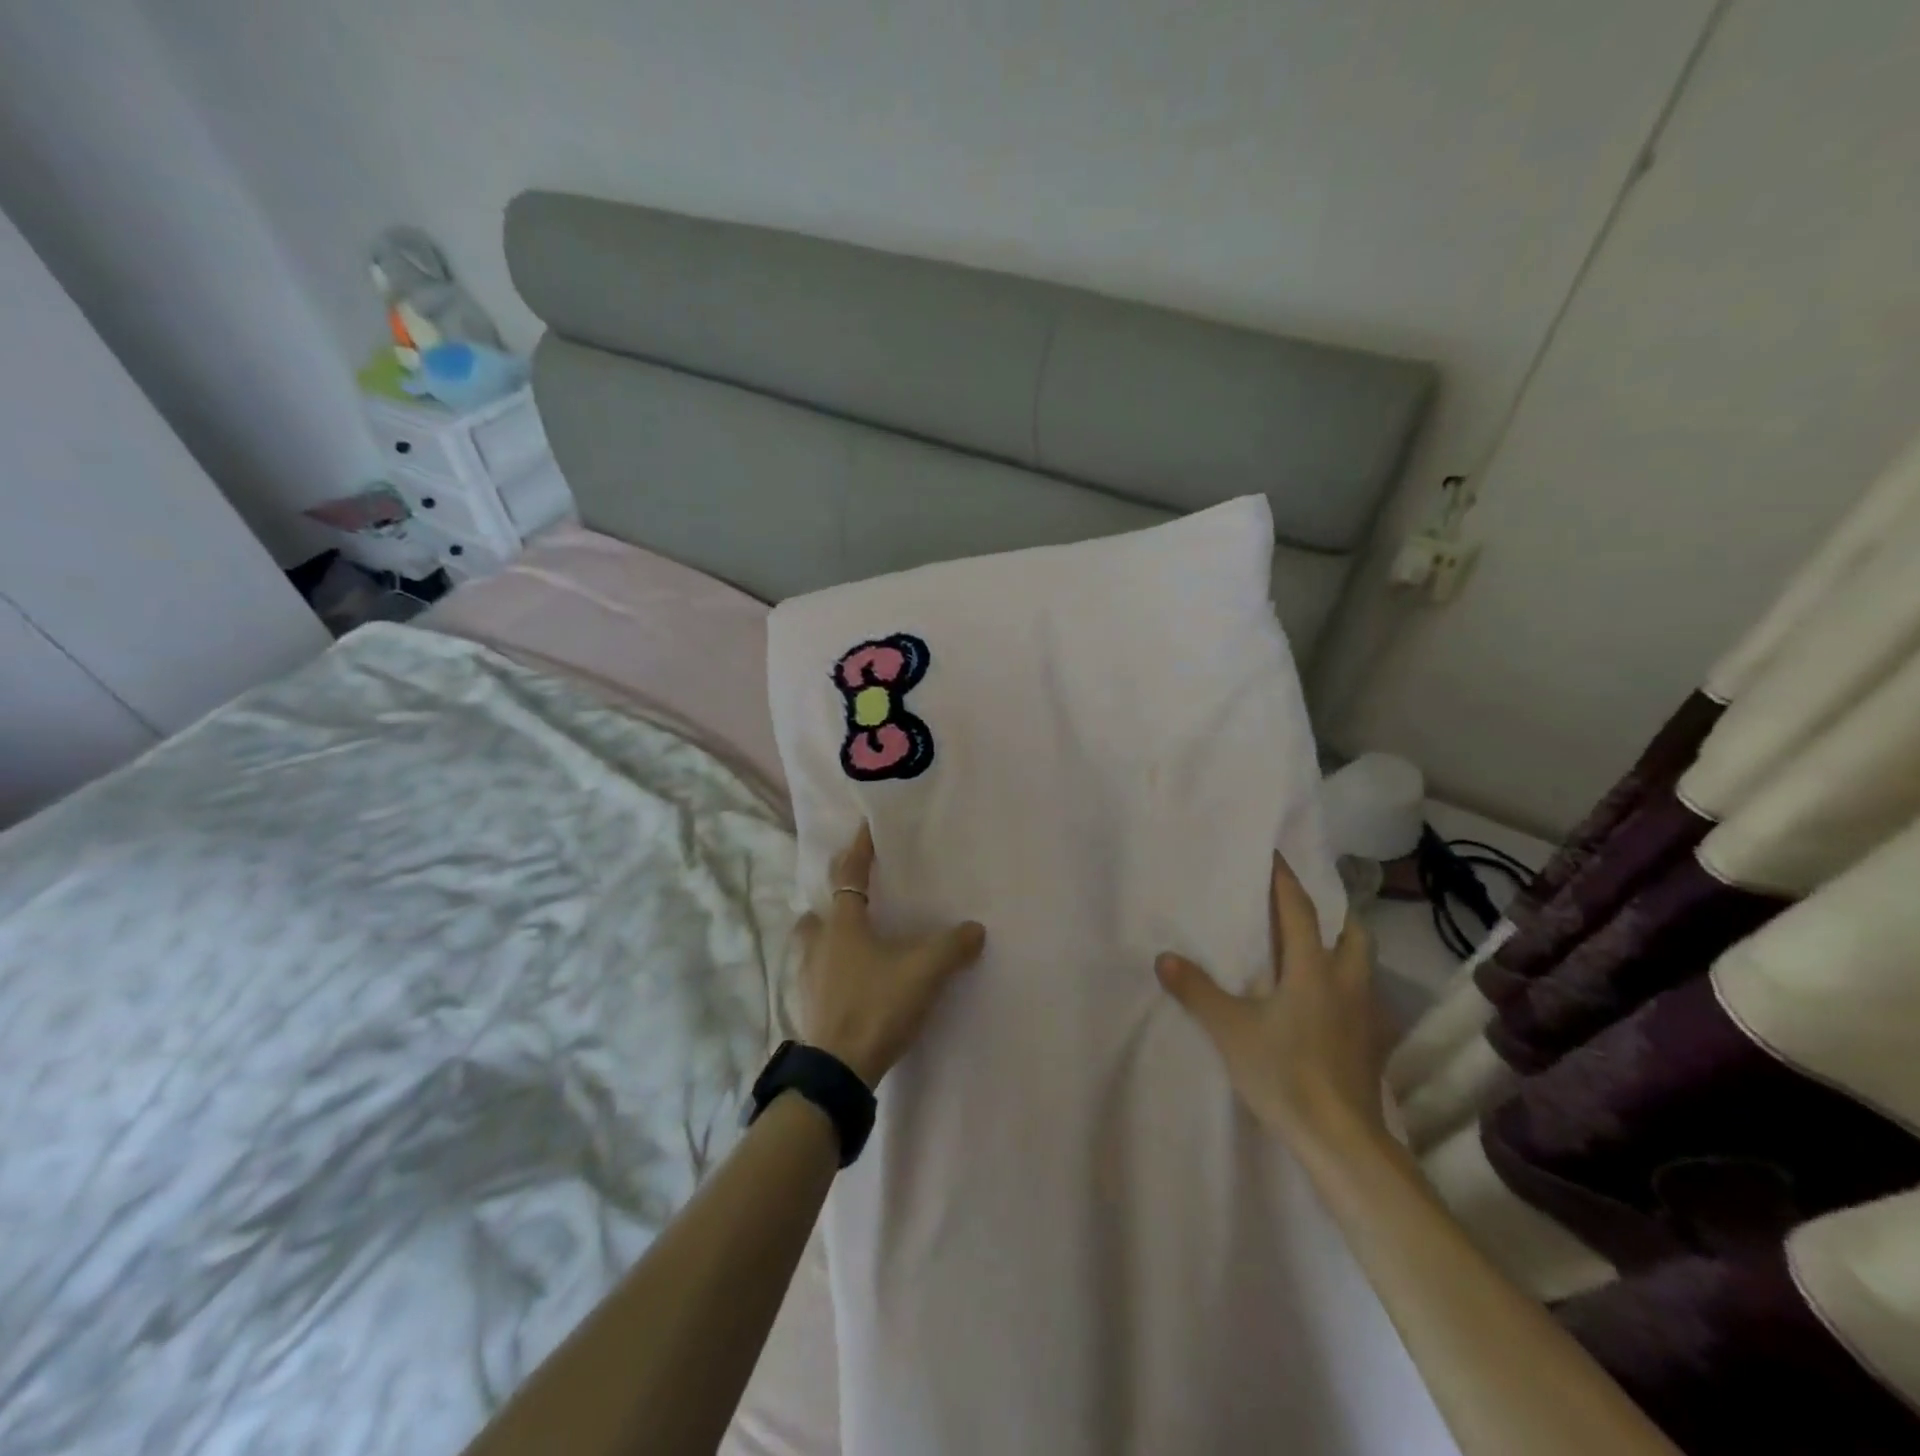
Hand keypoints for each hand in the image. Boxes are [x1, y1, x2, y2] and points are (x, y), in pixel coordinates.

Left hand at [794, 823, 986, 1086]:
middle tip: (855, 894)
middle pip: (818, 910)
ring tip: (849, 938)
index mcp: (844, 925)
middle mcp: (819, 944)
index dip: (859, 850)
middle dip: (833, 897)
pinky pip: (814, 973)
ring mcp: (808, 976)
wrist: (839, 1070)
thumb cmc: (877, 1007)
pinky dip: (827, 967)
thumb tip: (976, 929)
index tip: (863, 827)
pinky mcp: (808, 1005)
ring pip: (810, 942)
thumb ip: (953, 947)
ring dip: (824, 933)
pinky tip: (847, 979)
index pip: (850, 875)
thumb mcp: (924, 973)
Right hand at [1156, 854, 1386, 1154]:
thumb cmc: (1284, 1073)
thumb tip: (1164, 957)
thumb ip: (1197, 991)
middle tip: (1307, 907)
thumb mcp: (1230, 1030)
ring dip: (1345, 947)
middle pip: (1353, 932)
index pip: (1300, 910)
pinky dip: (1346, 985)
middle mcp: (1347, 982)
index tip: (1274, 855)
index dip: (1286, 880)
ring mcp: (1366, 1014)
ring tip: (1316, 949)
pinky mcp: (1371, 1043)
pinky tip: (1325, 1003)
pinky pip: (1363, 996)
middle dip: (1334, 912)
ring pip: (1363, 964)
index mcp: (1313, 969)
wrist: (1341, 1140)